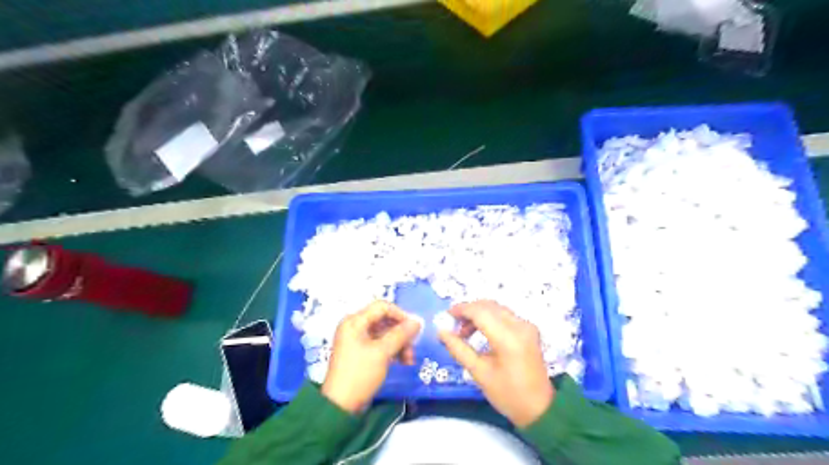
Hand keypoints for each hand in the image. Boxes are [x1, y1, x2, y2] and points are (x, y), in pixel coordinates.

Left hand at [318, 302, 420, 414]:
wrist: (341, 406)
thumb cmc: (360, 374)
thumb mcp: (382, 352)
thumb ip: (401, 334)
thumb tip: (417, 321)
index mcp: (354, 321)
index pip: (382, 307)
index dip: (400, 314)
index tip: (415, 328)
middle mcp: (355, 327)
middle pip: (384, 320)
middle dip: (401, 333)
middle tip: (413, 348)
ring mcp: (357, 340)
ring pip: (385, 333)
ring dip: (399, 343)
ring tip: (409, 360)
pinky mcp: (361, 353)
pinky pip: (380, 344)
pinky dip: (392, 350)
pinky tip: (403, 362)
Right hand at [436, 299, 553, 426]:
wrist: (539, 408)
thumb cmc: (507, 394)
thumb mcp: (479, 373)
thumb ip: (459, 349)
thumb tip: (441, 332)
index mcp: (508, 338)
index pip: (480, 311)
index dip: (461, 310)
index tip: (446, 316)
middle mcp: (519, 325)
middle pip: (488, 306)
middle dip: (468, 311)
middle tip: (453, 324)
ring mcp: (526, 325)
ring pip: (496, 308)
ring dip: (478, 314)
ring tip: (464, 332)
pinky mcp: (528, 329)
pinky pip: (504, 315)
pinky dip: (489, 318)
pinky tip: (480, 332)